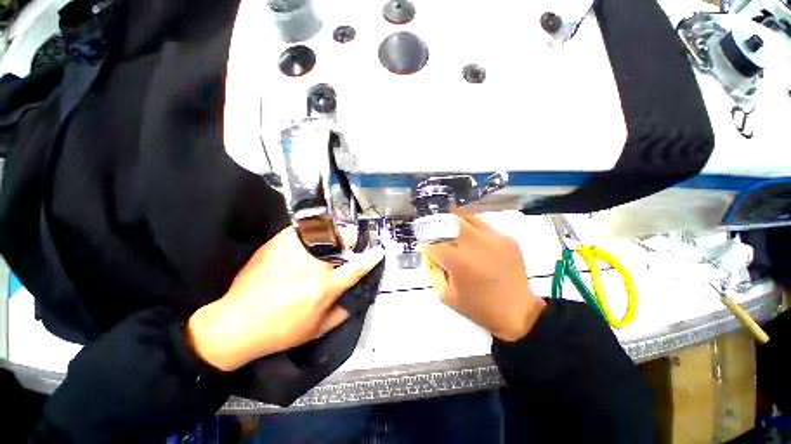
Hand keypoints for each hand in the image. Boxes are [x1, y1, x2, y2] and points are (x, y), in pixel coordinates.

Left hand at [186, 227, 383, 371]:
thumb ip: (339, 315)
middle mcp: (313, 267)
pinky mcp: (277, 246)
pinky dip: (308, 229)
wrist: (237, 323)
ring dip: (330, 233)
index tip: (379, 250)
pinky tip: (309, 232)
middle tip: (349, 242)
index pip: (356, 269)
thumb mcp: (315, 331)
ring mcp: (294, 253)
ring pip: (321, 234)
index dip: (370, 258)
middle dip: (349, 242)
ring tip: (331, 235)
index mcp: (325, 287)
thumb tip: (352, 302)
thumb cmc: (280, 330)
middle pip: (339, 245)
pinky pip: (299, 230)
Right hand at [422, 214, 545, 341]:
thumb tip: (428, 251)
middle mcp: (476, 244)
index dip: (426, 243)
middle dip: (438, 225)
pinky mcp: (507, 238)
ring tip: (453, 232)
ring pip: (467, 217)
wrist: (517, 312)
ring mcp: (494, 238)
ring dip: (455, 223)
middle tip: (436, 232)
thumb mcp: (445, 294)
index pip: (433, 242)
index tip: (425, 246)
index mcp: (458, 261)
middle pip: (449, 221)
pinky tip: (473, 241)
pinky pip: (483, 225)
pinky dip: (473, 229)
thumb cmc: (477, 307)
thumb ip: (432, 269)